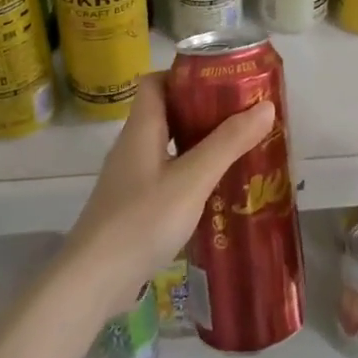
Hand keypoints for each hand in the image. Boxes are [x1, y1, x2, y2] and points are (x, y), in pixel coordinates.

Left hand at [61, 73, 274, 320]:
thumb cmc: (142, 220)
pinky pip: (165, 177)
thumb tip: (265, 106)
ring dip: (199, 145)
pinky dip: (189, 175)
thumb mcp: (192, 179)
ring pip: (167, 147)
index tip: (221, 81)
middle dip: (203, 111)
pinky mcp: (132, 208)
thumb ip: (228, 143)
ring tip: (237, 151)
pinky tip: (214, 192)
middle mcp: (132, 147)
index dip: (185, 75)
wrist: (92, 282)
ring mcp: (130, 179)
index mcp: (141, 129)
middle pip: (166, 114)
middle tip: (241, 117)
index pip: (155, 82)